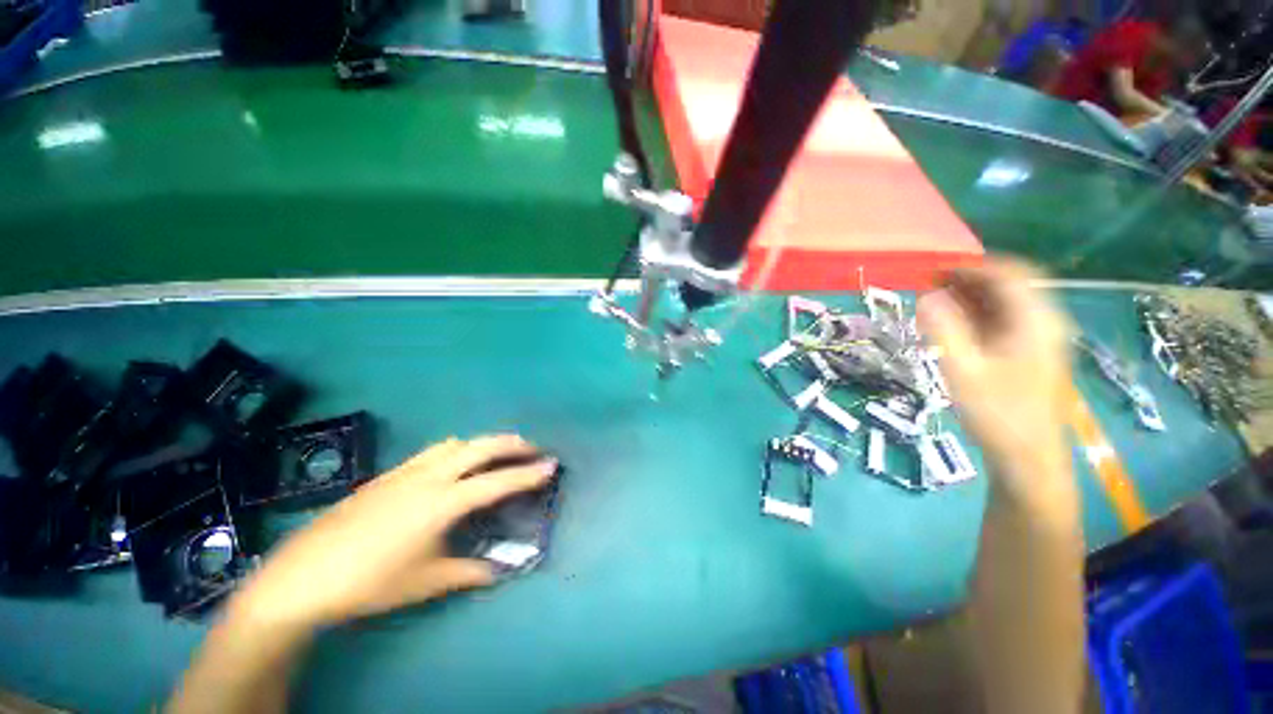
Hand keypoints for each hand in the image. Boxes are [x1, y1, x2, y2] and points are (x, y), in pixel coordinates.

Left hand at [231, 435, 556, 628]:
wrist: (303, 576)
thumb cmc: (370, 582)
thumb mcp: (426, 582)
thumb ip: (468, 572)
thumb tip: (499, 570)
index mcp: (442, 503)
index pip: (498, 482)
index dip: (528, 474)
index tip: (552, 465)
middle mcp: (429, 477)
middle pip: (481, 447)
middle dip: (512, 444)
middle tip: (533, 449)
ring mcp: (407, 471)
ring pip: (457, 443)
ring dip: (484, 443)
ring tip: (499, 452)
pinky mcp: (389, 474)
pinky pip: (433, 451)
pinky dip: (457, 449)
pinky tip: (455, 463)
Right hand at [918, 259, 1075, 516]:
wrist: (1028, 458)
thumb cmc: (997, 414)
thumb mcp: (963, 370)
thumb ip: (943, 329)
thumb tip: (926, 296)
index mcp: (1036, 322)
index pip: (1010, 273)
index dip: (971, 267)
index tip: (934, 271)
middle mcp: (1046, 323)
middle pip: (1011, 284)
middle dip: (969, 280)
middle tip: (929, 287)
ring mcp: (1042, 339)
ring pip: (1008, 303)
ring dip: (972, 298)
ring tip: (935, 304)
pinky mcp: (1033, 353)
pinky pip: (1006, 321)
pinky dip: (979, 316)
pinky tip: (954, 327)